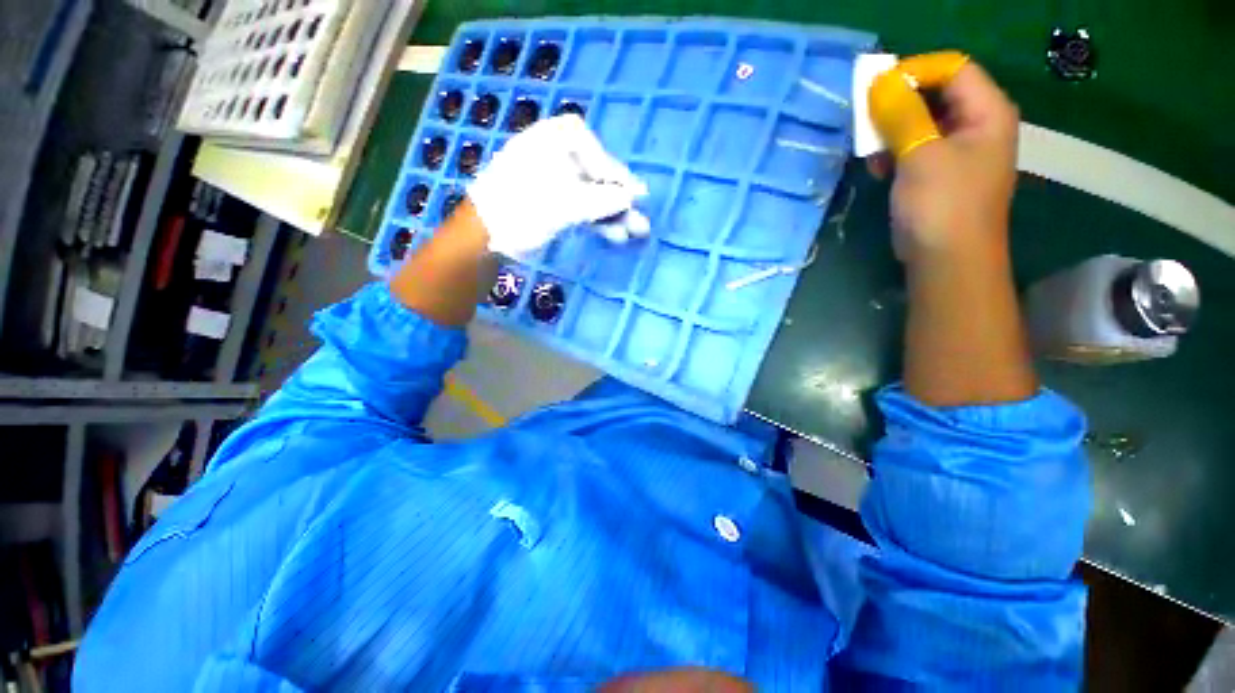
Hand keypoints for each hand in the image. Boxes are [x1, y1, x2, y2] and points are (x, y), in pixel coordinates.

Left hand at [466, 114, 649, 257]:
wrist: (483, 238)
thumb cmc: (520, 210)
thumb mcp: (564, 203)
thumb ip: (601, 200)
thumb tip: (633, 197)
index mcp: (549, 141)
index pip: (589, 146)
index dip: (612, 170)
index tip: (627, 193)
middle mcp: (552, 157)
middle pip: (594, 175)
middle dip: (618, 200)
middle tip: (639, 220)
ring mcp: (552, 183)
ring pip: (590, 195)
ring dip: (612, 215)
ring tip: (634, 233)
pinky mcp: (551, 206)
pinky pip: (581, 209)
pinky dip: (597, 221)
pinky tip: (615, 234)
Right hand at [868, 53, 1018, 263]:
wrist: (947, 260)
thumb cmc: (942, 205)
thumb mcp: (920, 155)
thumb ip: (901, 115)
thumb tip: (879, 84)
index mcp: (987, 112)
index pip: (953, 69)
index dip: (915, 72)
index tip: (877, 90)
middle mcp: (978, 125)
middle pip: (938, 93)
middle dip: (900, 103)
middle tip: (869, 118)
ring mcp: (960, 151)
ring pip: (924, 122)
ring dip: (894, 130)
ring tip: (871, 149)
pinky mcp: (941, 173)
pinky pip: (917, 147)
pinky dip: (896, 151)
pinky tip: (878, 167)